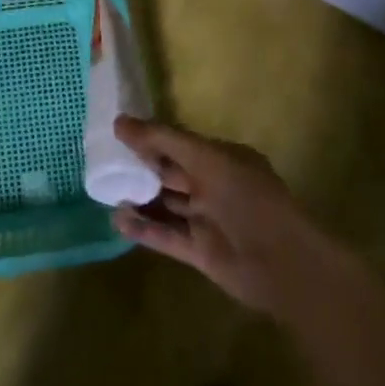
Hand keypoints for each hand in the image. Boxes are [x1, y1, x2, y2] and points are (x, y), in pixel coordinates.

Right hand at [109, 118, 344, 314]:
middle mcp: (215, 187)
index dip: (151, 139)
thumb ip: (163, 141)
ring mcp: (207, 220)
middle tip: (104, 163)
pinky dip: (144, 229)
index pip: (181, 144)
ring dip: (139, 199)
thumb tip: (120, 122)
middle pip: (171, 174)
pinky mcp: (199, 251)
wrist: (281, 263)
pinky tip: (118, 220)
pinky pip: (166, 235)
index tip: (117, 134)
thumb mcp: (205, 159)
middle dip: (141, 168)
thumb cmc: (246, 199)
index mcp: (224, 159)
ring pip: (167, 205)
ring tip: (105, 190)